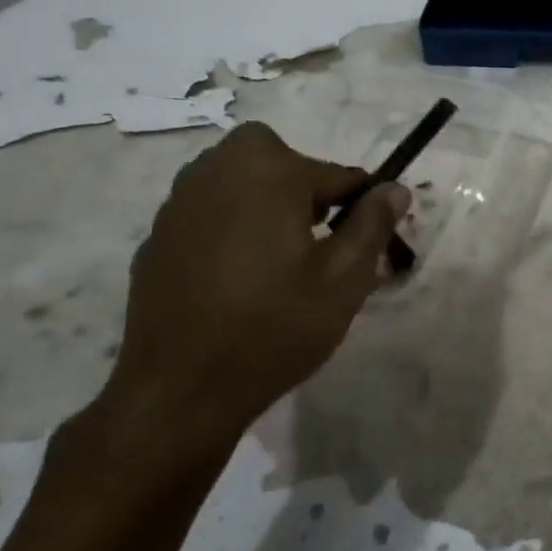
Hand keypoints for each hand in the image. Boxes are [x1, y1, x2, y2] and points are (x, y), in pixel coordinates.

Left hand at [72, 123, 408, 485]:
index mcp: (266, 172)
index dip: (361, 206)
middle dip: (304, 188)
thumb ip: (372, 223)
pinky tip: (238, 280)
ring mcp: (178, 203)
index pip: (337, 173)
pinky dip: (231, 229)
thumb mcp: (344, 278)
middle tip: (317, 240)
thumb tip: (394, 188)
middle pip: (278, 160)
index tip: (367, 242)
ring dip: (266, 204)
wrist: (180, 390)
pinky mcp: (157, 236)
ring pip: (239, 182)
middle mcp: (216, 171)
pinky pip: (209, 213)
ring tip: (279, 261)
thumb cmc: (274, 327)